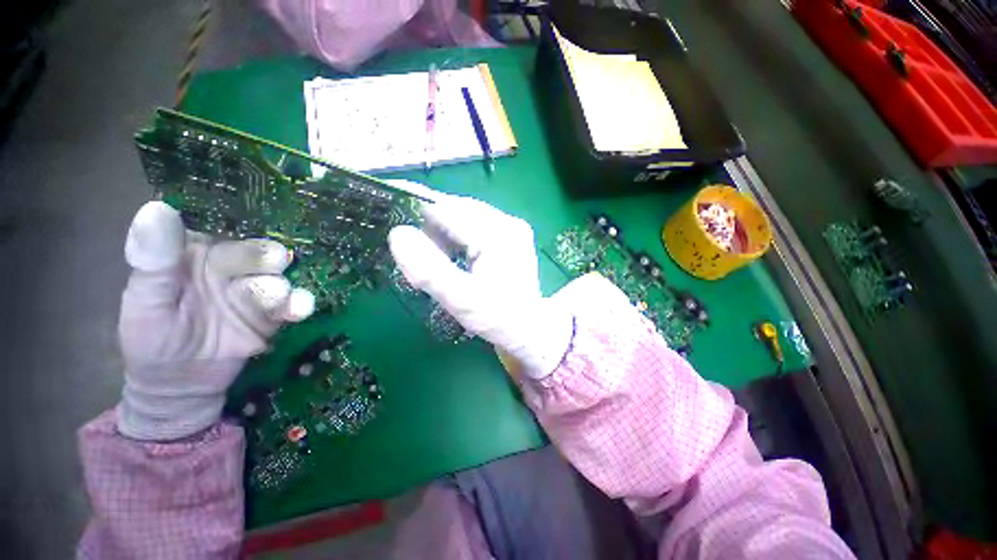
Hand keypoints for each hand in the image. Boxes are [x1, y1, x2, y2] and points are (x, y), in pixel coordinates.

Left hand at [118, 201, 314, 440]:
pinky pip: (293, 305)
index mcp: (197, 254)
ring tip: (276, 297)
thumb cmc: (152, 340)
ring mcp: (256, 291)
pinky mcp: (274, 315)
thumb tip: (158, 208)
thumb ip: (154, 260)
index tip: (241, 232)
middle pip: (258, 252)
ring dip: (282, 285)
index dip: (234, 228)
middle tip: (272, 263)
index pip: (220, 231)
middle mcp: (232, 267)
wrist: (180, 385)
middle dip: (266, 257)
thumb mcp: (145, 302)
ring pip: (279, 278)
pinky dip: (299, 305)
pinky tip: (298, 310)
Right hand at [387, 186, 572, 378]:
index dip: (414, 203)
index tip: (384, 199)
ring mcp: (509, 227)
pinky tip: (447, 254)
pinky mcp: (507, 236)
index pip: (448, 208)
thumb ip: (430, 270)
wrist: (531, 330)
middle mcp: (506, 222)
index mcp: (498, 234)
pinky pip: (473, 226)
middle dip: (426, 220)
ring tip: (426, 252)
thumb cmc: (499, 319)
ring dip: (440, 230)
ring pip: (462, 216)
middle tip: (403, 239)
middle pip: (455, 209)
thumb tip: (398, 234)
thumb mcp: (462, 300)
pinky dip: (454, 236)